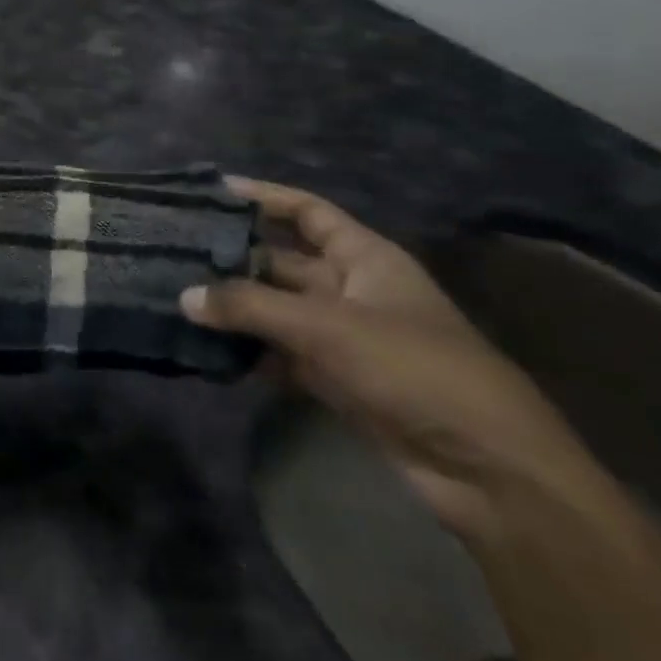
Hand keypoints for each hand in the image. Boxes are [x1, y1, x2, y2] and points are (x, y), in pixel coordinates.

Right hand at [183, 179, 594, 539]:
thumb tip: (184, 296)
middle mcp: (351, 289)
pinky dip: (247, 350)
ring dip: (234, 306)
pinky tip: (204, 347)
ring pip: (275, 308)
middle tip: (174, 250)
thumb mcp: (327, 328)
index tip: (212, 191)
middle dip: (233, 256)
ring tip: (176, 295)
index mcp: (365, 259)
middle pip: (282, 261)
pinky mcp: (334, 378)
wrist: (486, 469)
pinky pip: (279, 352)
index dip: (264, 197)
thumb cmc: (414, 370)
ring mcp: (342, 336)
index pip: (308, 212)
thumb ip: (251, 307)